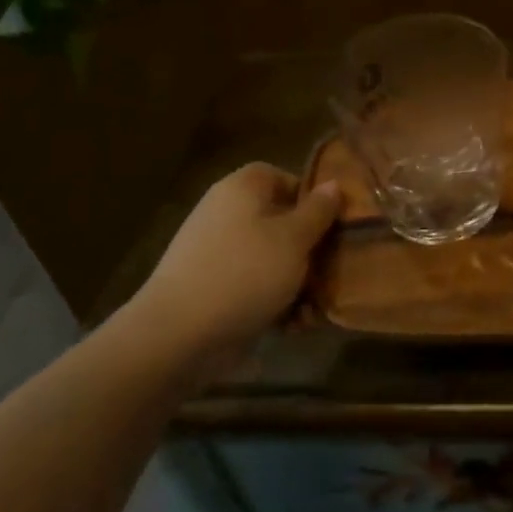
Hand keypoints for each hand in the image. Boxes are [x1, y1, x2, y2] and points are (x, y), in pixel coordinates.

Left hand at [126, 163, 342, 361]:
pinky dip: (273, 301)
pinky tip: (291, 327)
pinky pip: (252, 286)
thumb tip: (334, 184)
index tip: (332, 223)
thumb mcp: (294, 239)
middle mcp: (225, 214)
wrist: (178, 335)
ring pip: (270, 258)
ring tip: (312, 310)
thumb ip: (318, 211)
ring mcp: (215, 253)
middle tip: (332, 270)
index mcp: (242, 189)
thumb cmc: (245, 273)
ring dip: (296, 282)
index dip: (309, 196)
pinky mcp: (211, 289)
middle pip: (279, 221)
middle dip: (309, 249)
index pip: (280, 176)